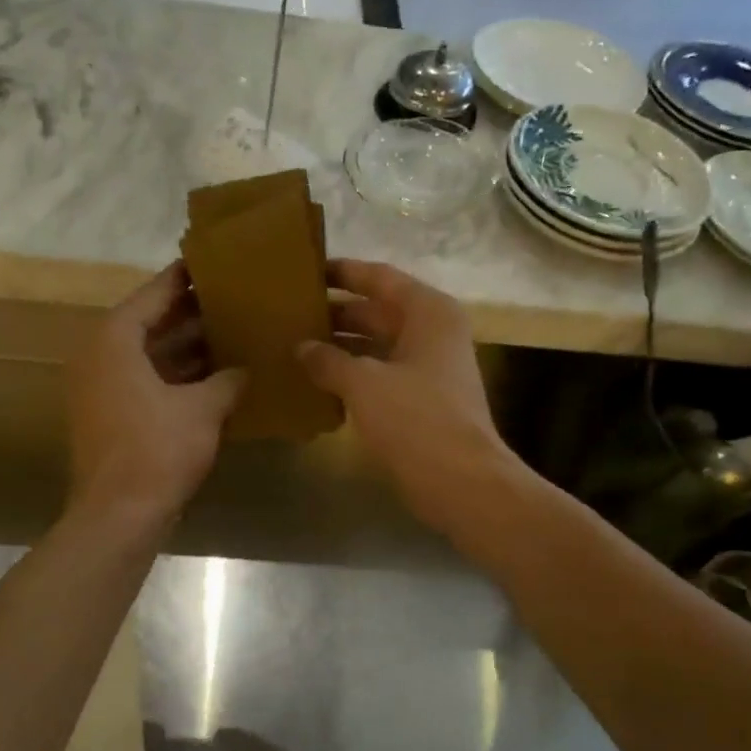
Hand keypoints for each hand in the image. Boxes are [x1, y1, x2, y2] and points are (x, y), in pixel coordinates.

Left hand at [66, 263, 245, 527]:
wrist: (118, 515)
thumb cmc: (157, 450)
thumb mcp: (203, 409)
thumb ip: (228, 380)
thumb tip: (246, 370)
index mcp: (115, 340)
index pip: (154, 294)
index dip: (185, 279)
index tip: (215, 264)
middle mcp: (101, 356)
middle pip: (150, 324)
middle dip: (192, 315)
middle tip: (234, 300)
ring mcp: (102, 389)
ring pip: (150, 357)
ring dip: (188, 350)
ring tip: (233, 335)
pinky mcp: (111, 418)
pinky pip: (148, 384)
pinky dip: (178, 379)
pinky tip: (216, 380)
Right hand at [299, 259, 519, 537]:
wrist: (460, 480)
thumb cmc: (415, 419)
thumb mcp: (364, 383)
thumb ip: (328, 360)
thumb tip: (301, 347)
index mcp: (427, 312)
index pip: (379, 278)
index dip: (343, 272)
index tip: (306, 270)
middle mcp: (432, 332)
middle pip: (377, 311)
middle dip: (335, 313)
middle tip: (290, 313)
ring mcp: (429, 368)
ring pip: (377, 346)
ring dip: (341, 347)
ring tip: (295, 345)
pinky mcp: (422, 400)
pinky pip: (381, 375)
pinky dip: (352, 376)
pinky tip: (318, 382)